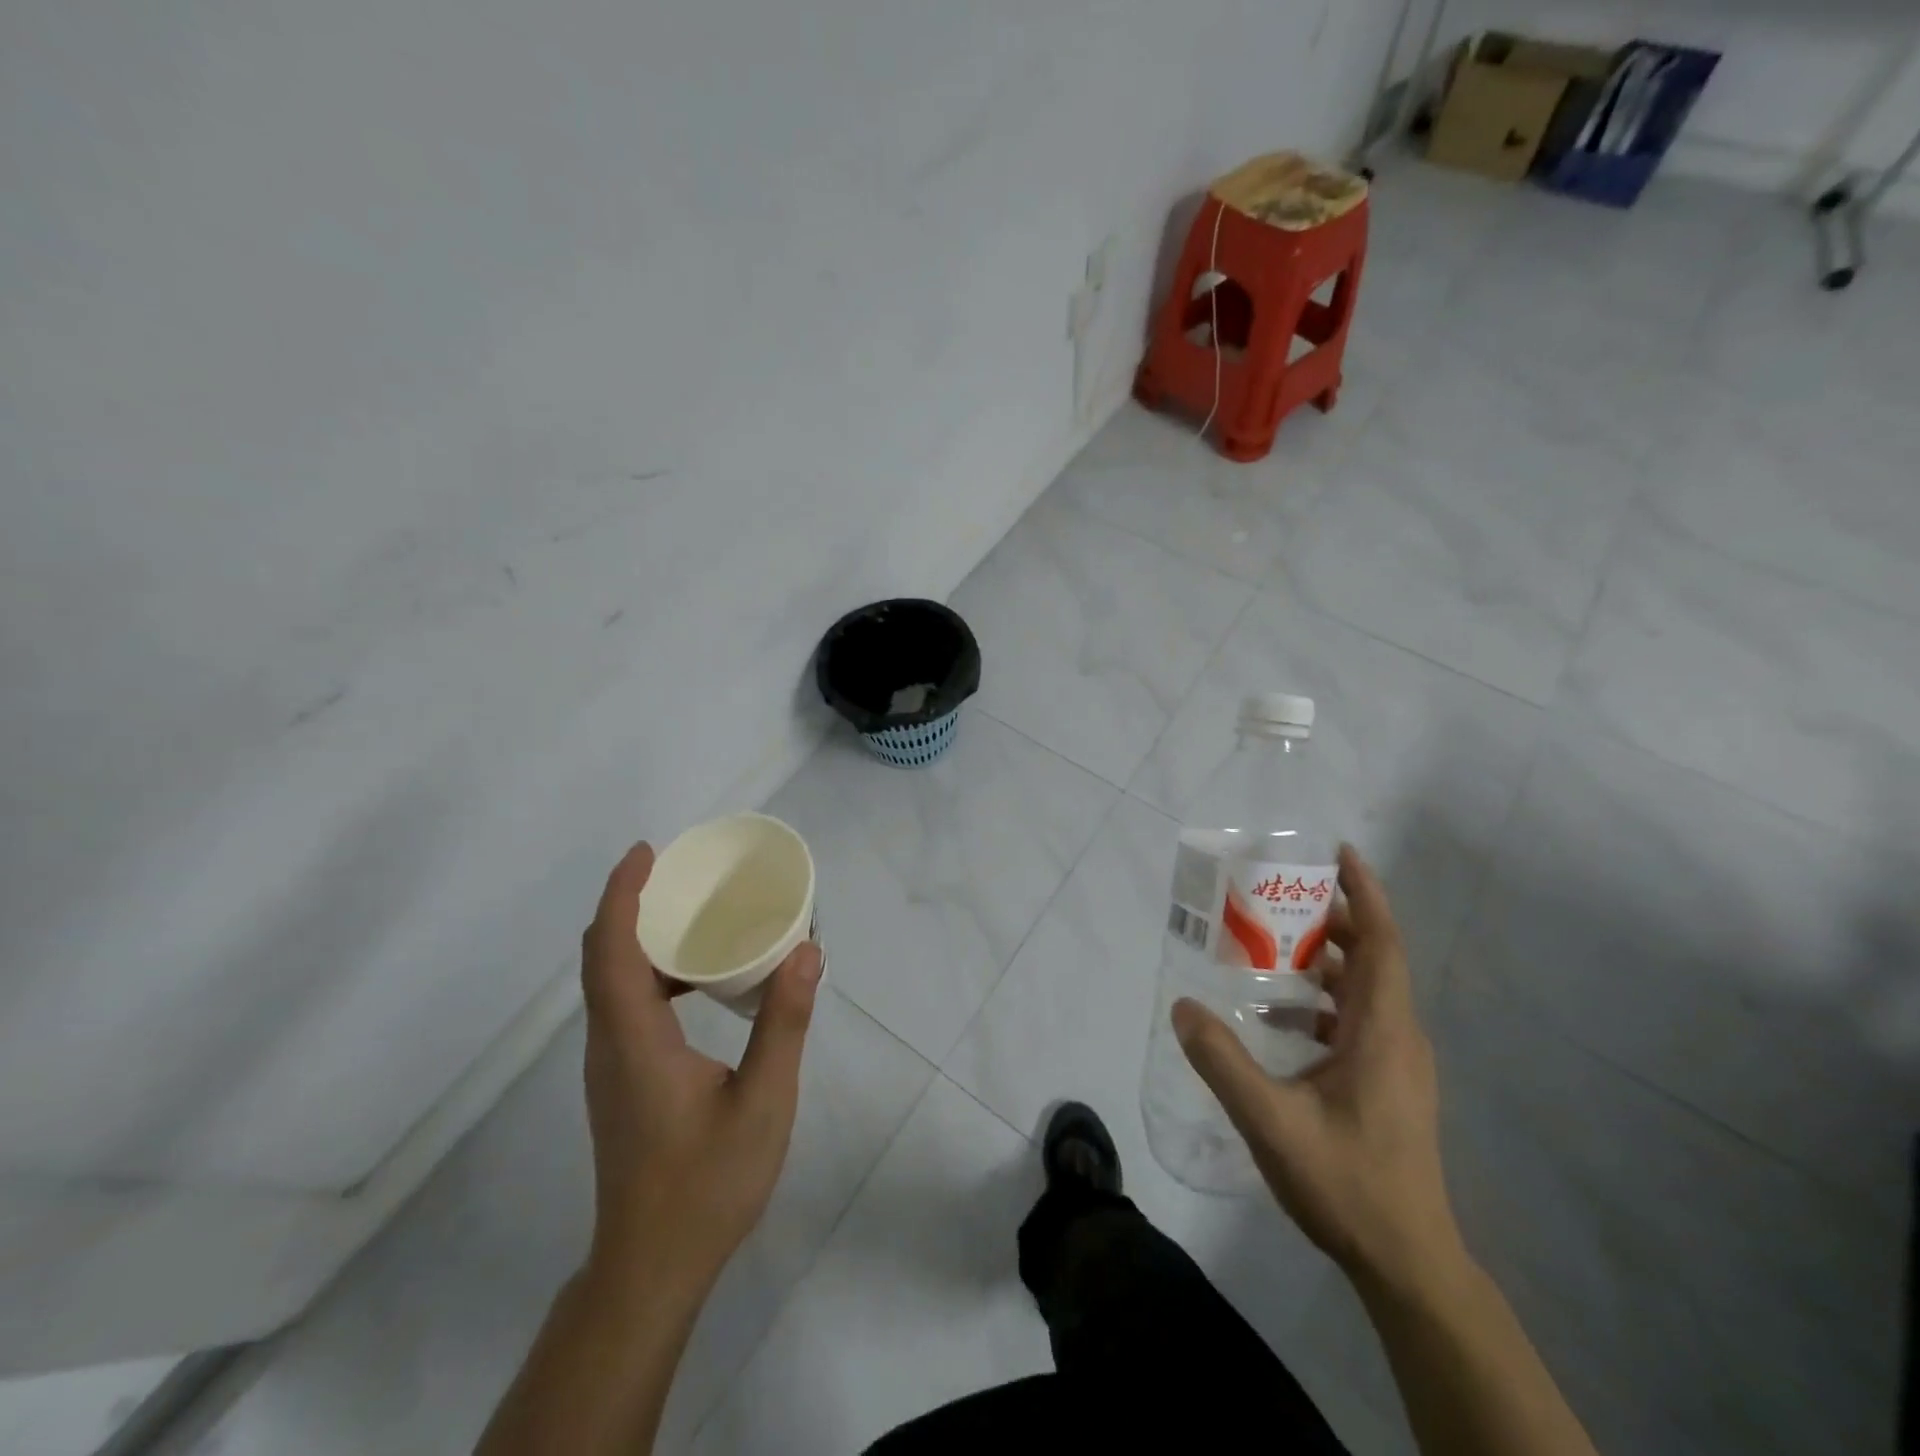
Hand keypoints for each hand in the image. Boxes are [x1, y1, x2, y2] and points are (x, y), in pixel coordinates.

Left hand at [578, 842, 823, 1296]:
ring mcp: (610, 1064)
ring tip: (693, 913)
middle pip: (602, 956)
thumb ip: (784, 1023)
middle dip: (631, 903)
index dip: (622, 894)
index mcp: (634, 1040)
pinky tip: (698, 979)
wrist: (651, 1267)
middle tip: (681, 872)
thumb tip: (806, 952)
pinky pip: (624, 1003)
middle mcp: (609, 1043)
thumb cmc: (706, 1185)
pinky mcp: (621, 1079)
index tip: (647, 852)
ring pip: (610, 981)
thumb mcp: (763, 1102)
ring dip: (640, 936)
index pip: (612, 949)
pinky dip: (651, 971)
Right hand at [1173, 844, 1459, 1293]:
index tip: (1341, 854)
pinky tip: (1281, 1018)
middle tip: (1279, 898)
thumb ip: (1222, 1061)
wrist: (1406, 1262)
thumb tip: (1182, 1006)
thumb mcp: (1271, 1121)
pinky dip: (1324, 1001)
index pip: (1383, 944)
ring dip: (1326, 962)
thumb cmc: (1347, 1183)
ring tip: (1271, 947)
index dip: (1366, 894)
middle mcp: (1398, 1037)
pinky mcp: (1388, 1086)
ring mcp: (1397, 1064)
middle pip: (1374, 959)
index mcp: (1383, 1032)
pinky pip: (1358, 1021)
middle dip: (1333, 921)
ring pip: (1366, 992)